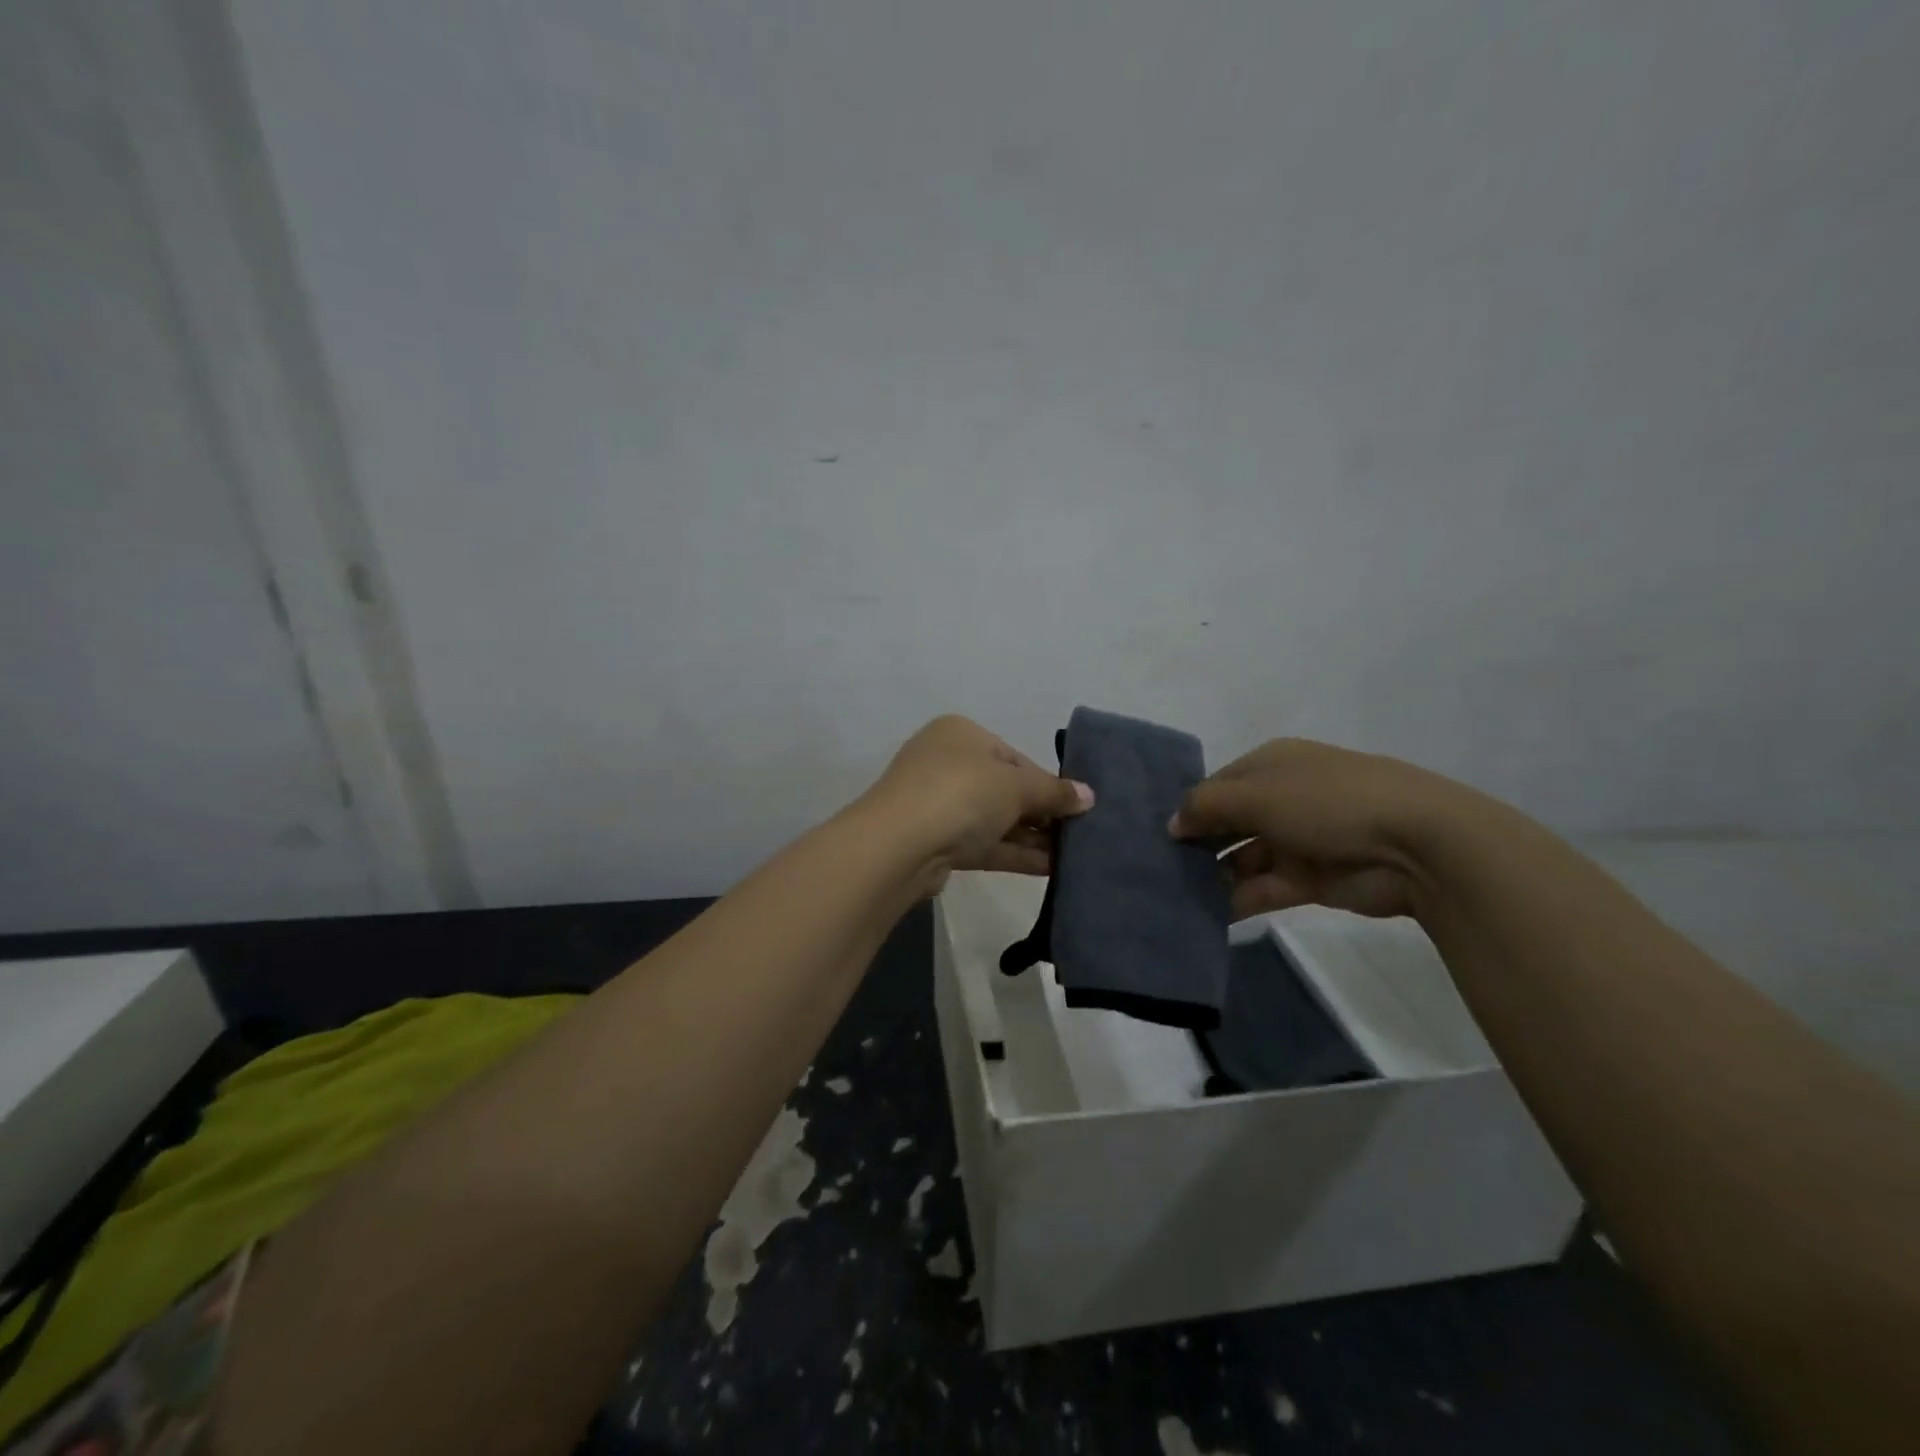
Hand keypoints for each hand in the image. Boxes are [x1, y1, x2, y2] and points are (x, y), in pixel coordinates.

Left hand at [862, 715, 1093, 889]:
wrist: (898, 846)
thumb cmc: (961, 794)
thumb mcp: (1015, 786)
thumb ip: (1054, 792)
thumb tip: (1088, 796)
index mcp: (961, 734)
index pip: (1014, 757)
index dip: (1047, 783)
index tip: (1077, 807)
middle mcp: (947, 763)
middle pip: (1005, 789)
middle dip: (1042, 813)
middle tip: (1079, 834)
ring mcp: (938, 804)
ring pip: (995, 819)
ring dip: (1032, 837)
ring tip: (1073, 856)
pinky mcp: (936, 842)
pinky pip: (984, 844)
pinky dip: (1015, 853)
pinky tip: (1051, 869)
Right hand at [1169, 738, 1471, 920]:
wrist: (1417, 844)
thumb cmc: (1327, 802)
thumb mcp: (1256, 794)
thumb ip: (1205, 806)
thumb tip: (1172, 823)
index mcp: (1270, 764)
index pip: (1217, 785)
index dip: (1188, 808)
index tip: (1157, 836)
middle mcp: (1281, 798)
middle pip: (1228, 822)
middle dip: (1197, 843)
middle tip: (1158, 869)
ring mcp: (1298, 839)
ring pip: (1242, 858)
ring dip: (1212, 875)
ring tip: (1173, 895)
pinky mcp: (1311, 879)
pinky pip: (1262, 888)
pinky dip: (1236, 900)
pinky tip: (1204, 914)